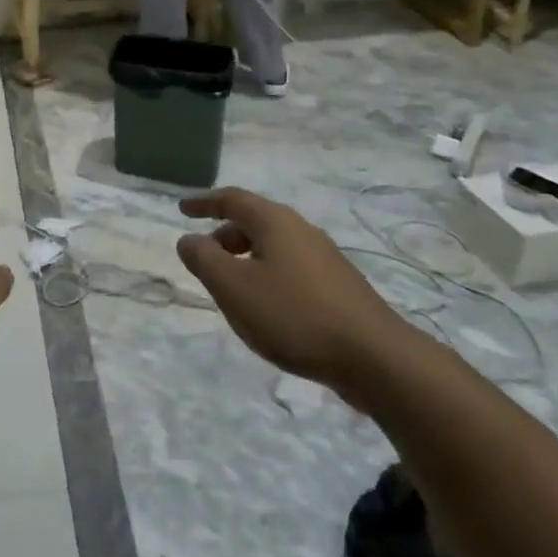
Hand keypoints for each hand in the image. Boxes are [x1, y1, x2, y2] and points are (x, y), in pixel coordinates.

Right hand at [176, 189, 418, 409]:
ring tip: (232, 288)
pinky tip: (268, 308)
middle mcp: (301, 229)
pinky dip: (268, 275)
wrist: (374, 357)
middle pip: (254, 221)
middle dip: (225, 235)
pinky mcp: (339, 286)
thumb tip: (188, 239)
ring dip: (246, 258)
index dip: (204, 202)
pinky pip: (291, 267)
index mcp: (274, 222)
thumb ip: (204, 260)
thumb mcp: (234, 288)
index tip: (182, 209)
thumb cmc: (294, 315)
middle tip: (205, 257)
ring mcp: (324, 257)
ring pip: (274, 246)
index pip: (232, 199)